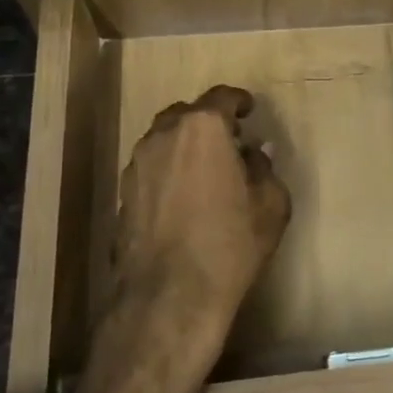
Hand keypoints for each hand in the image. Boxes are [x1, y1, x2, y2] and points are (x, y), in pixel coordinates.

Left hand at [105, 85, 290, 377]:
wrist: (170, 295)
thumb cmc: (230, 243)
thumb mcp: (270, 204)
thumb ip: (264, 168)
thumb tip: (255, 152)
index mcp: (203, 128)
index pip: (222, 97)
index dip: (239, 101)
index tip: (250, 111)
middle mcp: (164, 136)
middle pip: (187, 114)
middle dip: (208, 121)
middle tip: (229, 141)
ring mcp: (137, 164)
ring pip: (164, 140)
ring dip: (185, 146)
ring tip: (205, 170)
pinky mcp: (123, 193)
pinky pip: (151, 167)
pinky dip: (168, 170)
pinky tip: (183, 197)